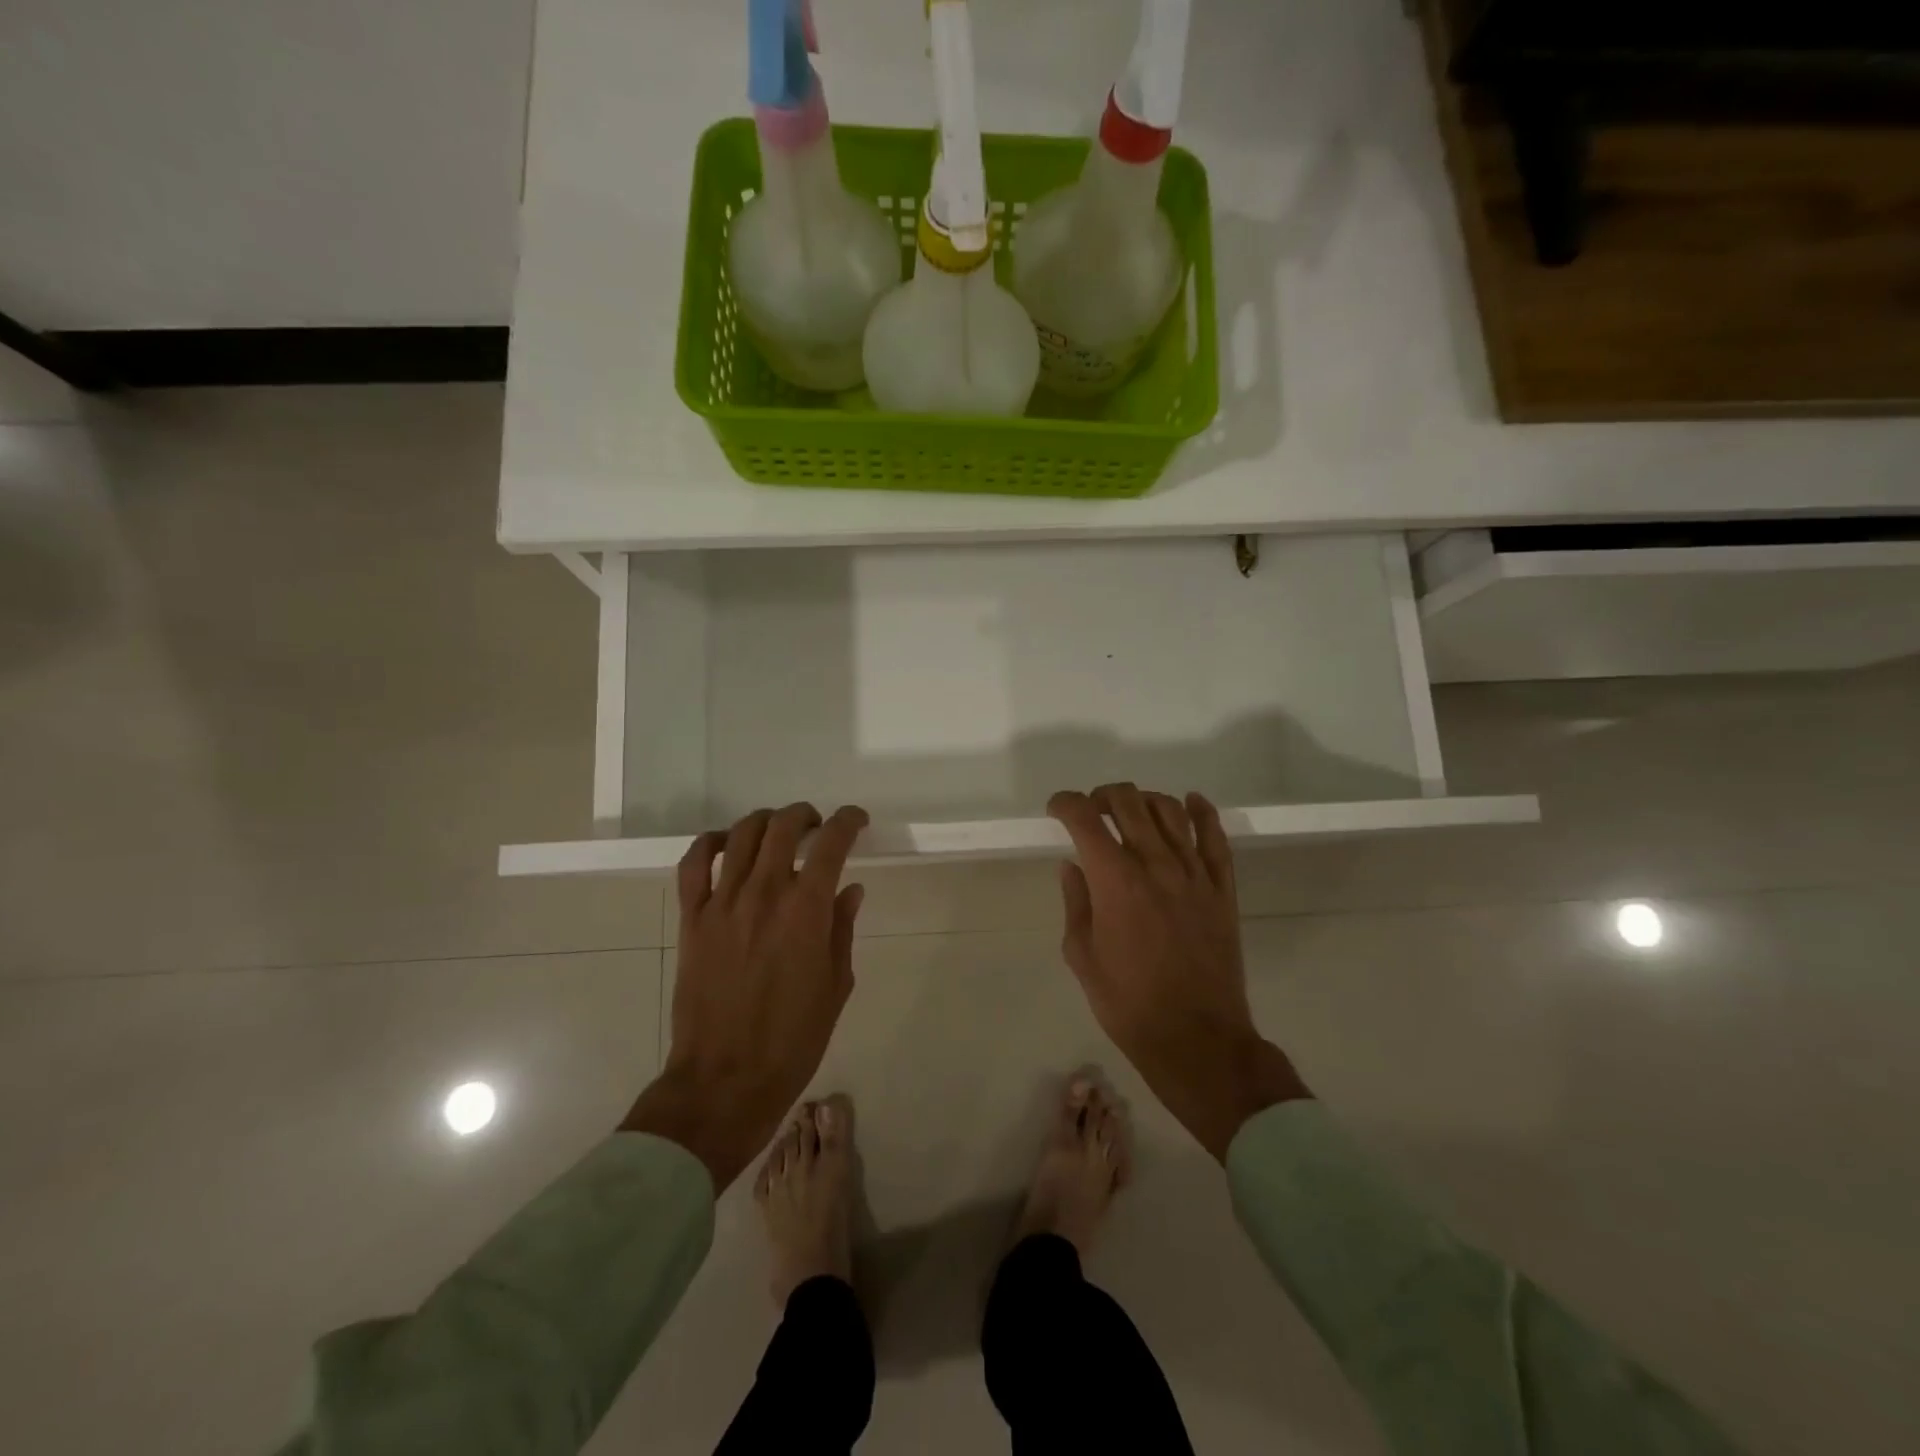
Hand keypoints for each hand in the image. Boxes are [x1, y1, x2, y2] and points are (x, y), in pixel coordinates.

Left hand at [621, 803, 868, 1189]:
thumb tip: (849, 890)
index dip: (847, 821)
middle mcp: (764, 894)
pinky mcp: (692, 920)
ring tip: (776, 831)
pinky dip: (709, 844)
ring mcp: (722, 904)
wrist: (726, 1079)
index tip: (856, 820)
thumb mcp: (836, 985)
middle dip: (805, 816)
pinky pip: (693, 865)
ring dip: (764, 822)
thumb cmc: (793, 1039)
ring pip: (740, 836)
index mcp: (806, 911)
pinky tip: (725, 845)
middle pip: (782, 826)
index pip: (831, 844)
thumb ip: (842, 929)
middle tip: (815, 827)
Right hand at [1049, 784, 1309, 1161]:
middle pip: (1128, 802)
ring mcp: (1194, 873)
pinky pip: (1216, 837)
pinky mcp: (1222, 889)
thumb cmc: (1128, 1002)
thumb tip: (1072, 865)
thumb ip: (1076, 902)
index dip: (1065, 804)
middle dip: (1102, 796)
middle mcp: (1155, 864)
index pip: (1084, 818)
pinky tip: (1191, 802)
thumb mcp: (1082, 956)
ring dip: (1144, 800)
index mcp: (1115, 880)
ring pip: (1170, 810)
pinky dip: (1202, 812)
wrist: (1196, 1037)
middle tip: (1091, 810)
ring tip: (1131, 810)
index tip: (1056, 810)